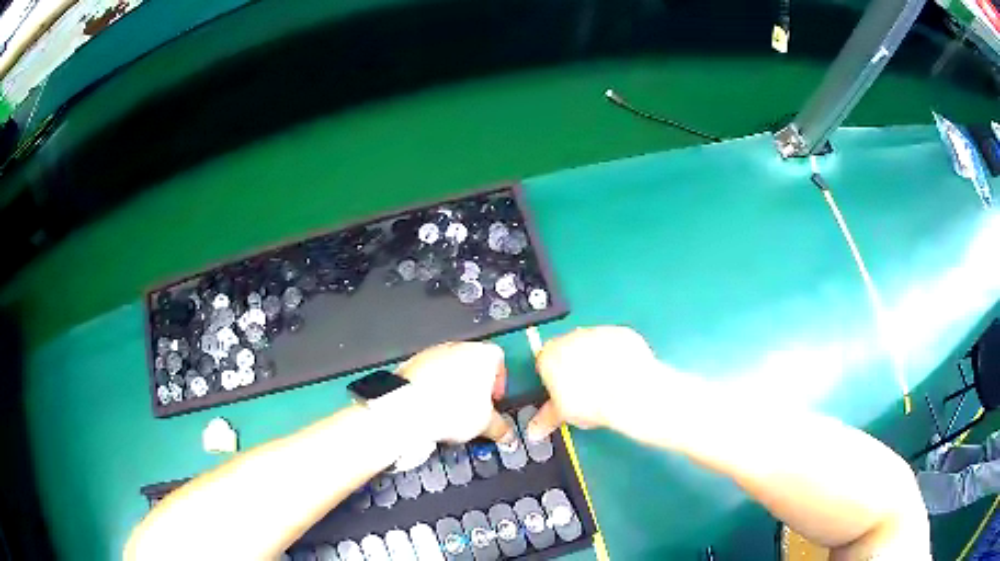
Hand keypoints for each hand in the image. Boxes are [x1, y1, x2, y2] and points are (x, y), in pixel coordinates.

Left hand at [396, 341, 514, 444]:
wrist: (409, 408)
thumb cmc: (451, 408)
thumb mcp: (486, 424)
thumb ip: (500, 427)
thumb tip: (505, 433)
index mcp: (483, 354)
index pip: (499, 362)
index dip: (498, 384)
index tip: (494, 402)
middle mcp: (458, 347)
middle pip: (472, 365)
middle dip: (474, 387)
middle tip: (474, 411)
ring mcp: (433, 353)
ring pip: (449, 370)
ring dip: (451, 388)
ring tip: (449, 413)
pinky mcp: (412, 363)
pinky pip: (428, 376)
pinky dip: (431, 390)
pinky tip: (431, 409)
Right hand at [527, 326, 660, 440]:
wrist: (630, 396)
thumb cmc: (594, 403)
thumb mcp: (562, 415)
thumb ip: (544, 418)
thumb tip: (536, 428)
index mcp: (549, 356)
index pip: (543, 363)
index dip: (553, 379)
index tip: (562, 390)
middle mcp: (571, 338)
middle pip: (567, 349)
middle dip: (574, 366)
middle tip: (584, 389)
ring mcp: (597, 332)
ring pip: (592, 344)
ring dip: (596, 357)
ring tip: (605, 382)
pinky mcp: (621, 332)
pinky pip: (615, 342)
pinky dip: (618, 353)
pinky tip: (621, 372)